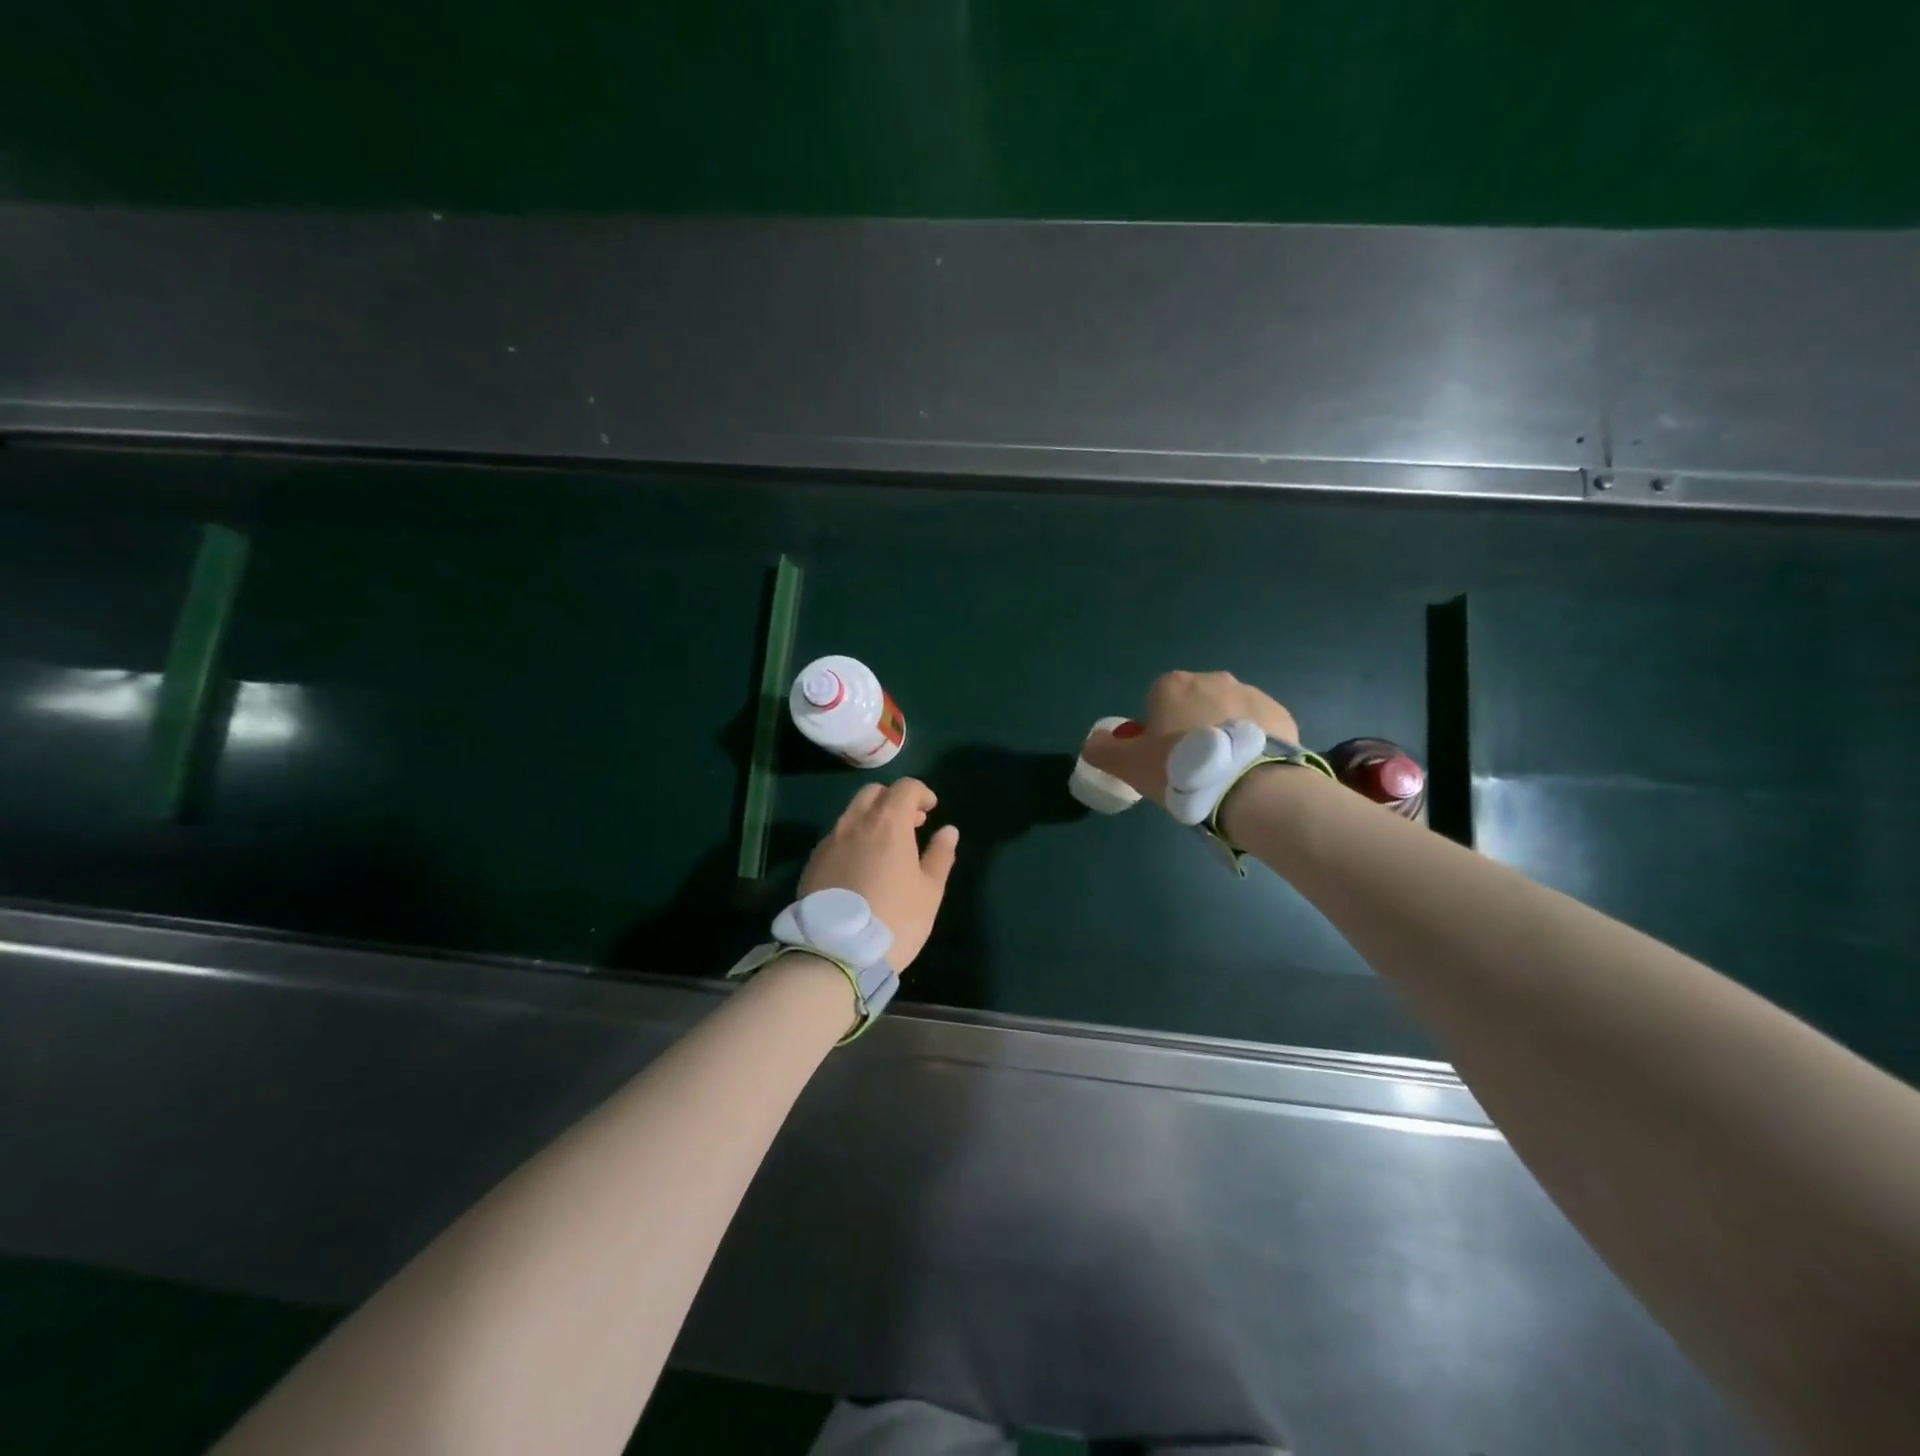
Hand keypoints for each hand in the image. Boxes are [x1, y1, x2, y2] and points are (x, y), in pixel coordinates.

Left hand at [798, 779, 958, 970]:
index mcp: (887, 823)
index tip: (930, 811)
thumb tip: (948, 830)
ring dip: (872, 819)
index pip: (905, 787)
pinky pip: (837, 837)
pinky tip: (861, 867)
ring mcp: (829, 841)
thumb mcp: (929, 891)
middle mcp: (855, 823)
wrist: (835, 953)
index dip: (921, 793)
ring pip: (852, 814)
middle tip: (910, 825)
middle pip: (873, 793)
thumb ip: (940, 855)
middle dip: (894, 800)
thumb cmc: (895, 920)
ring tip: (886, 849)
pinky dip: (853, 839)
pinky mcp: (813, 862)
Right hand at [1081, 670, 1300, 812]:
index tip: (1161, 760)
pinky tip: (1249, 772)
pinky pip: (1257, 728)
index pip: (1155, 702)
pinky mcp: (1280, 715)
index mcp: (1172, 685)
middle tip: (1191, 770)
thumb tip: (1094, 742)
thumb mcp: (1129, 766)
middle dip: (1191, 730)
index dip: (1156, 731)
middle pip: (1193, 705)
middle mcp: (1212, 679)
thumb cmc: (1180, 770)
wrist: (1250, 787)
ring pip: (1227, 715)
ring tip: (1223, 775)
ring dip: (1222, 736)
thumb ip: (1103, 751)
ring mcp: (1251, 694)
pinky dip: (1251, 744)